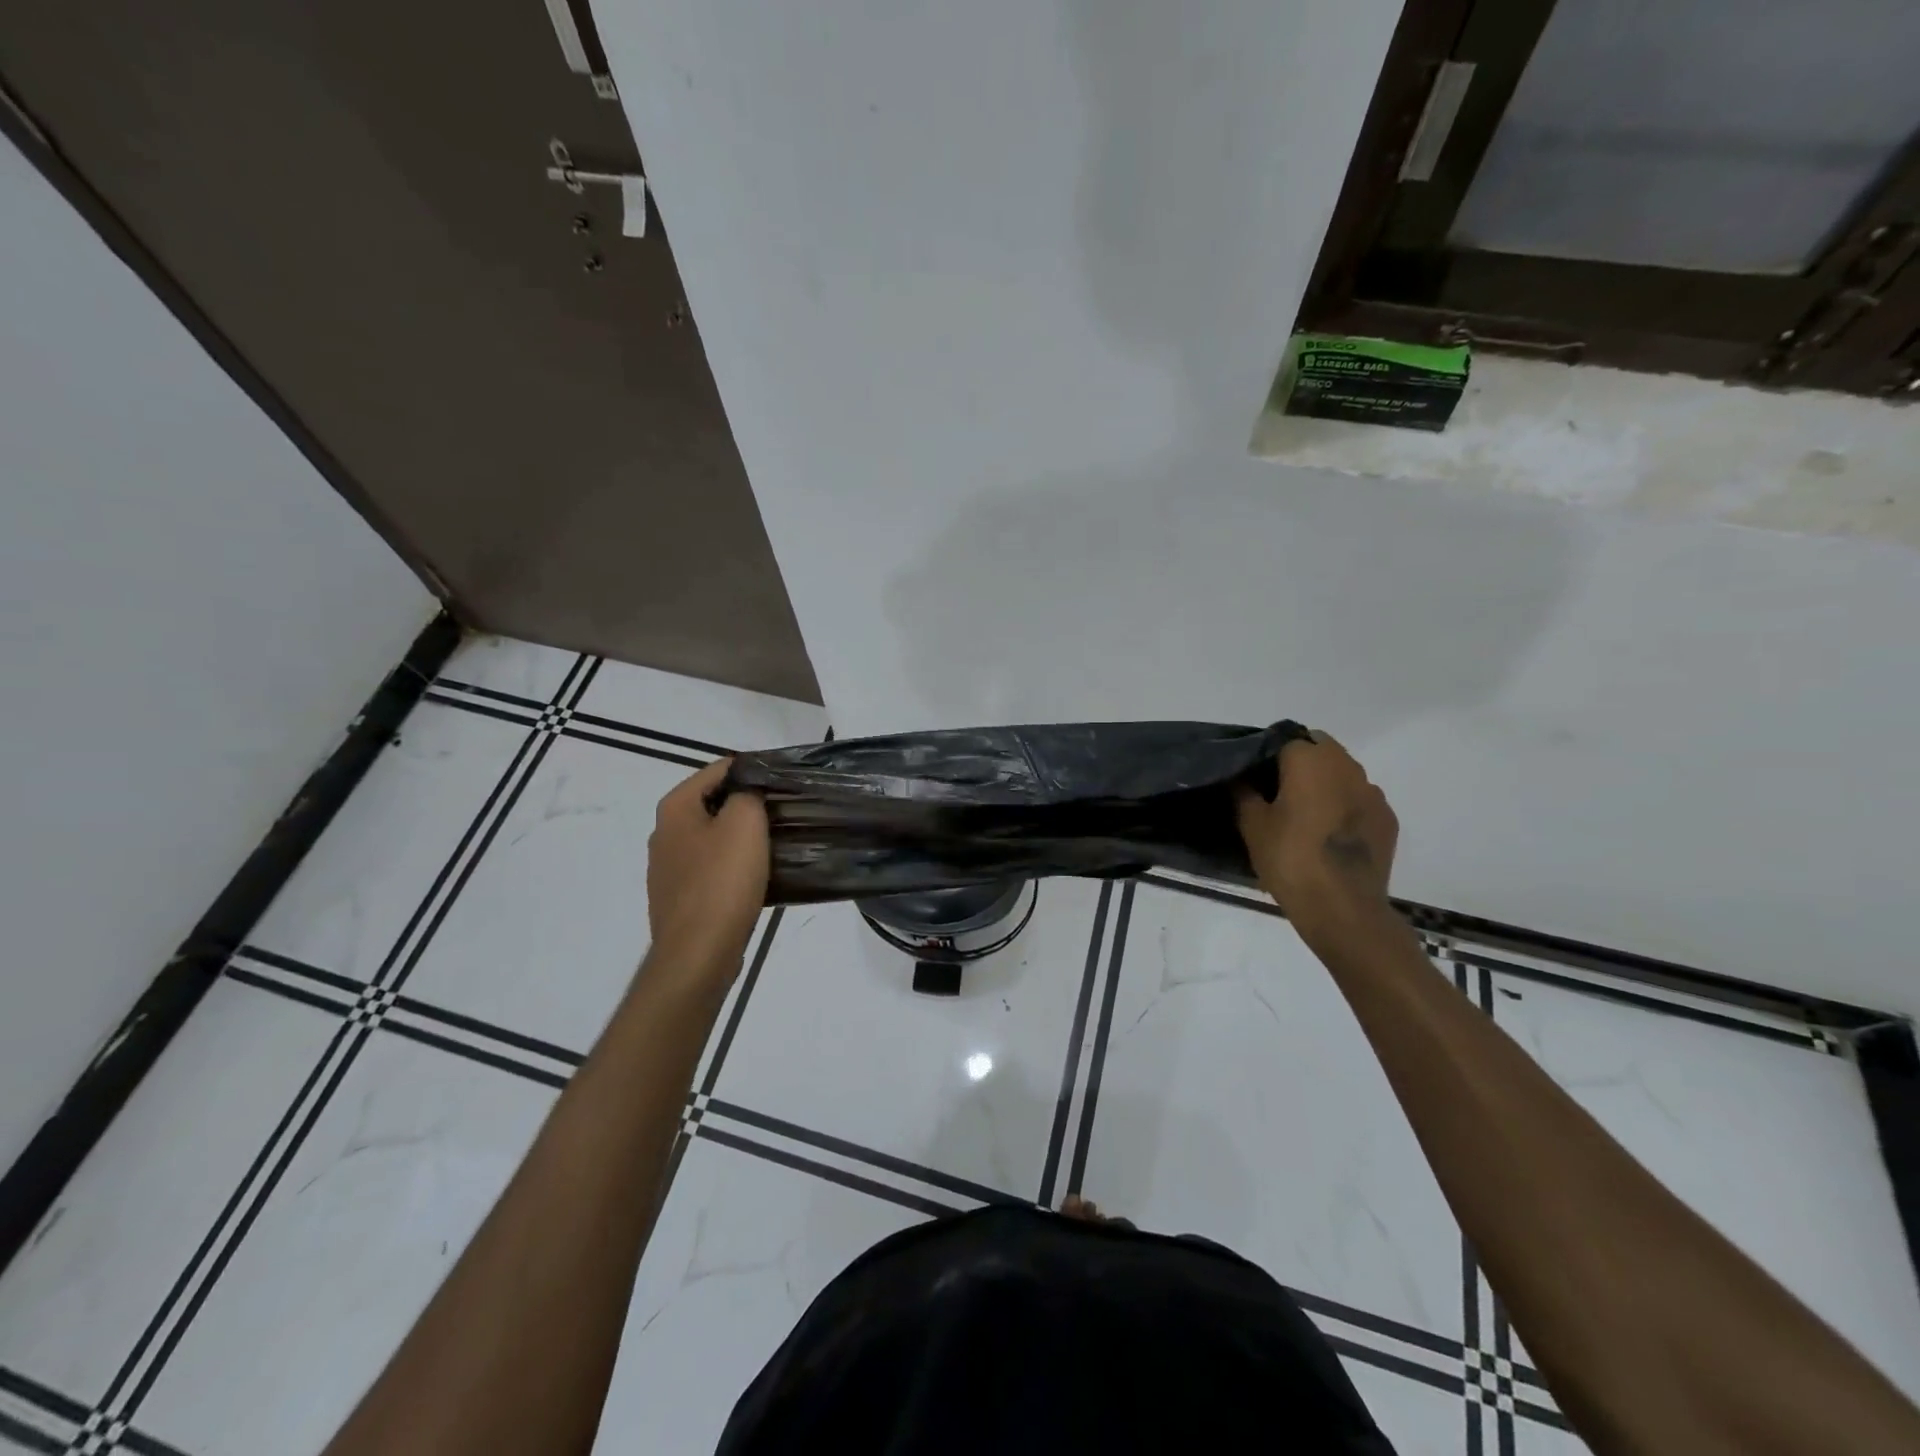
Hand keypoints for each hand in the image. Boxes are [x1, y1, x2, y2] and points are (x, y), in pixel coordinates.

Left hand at [645, 760, 769, 982]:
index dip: (752, 770)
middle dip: (746, 805)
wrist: (698, 953)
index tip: (782, 781)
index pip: (717, 770)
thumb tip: (748, 789)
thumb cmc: (722, 881)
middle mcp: (664, 833)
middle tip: (784, 811)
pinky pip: (711, 870)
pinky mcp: (678, 899)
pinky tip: (757, 878)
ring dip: (741, 839)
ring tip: (776, 844)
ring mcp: (667, 869)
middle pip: (713, 804)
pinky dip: (733, 868)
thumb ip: (747, 794)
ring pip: (713, 839)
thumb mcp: (744, 823)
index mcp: (675, 808)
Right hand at [1235, 732, 1397, 943]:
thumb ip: (1244, 793)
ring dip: (1325, 784)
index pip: (1285, 740)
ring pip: (1343, 773)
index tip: (1255, 779)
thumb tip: (1241, 777)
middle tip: (1278, 794)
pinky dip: (1345, 807)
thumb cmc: (1290, 859)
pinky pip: (1360, 800)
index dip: (1267, 756)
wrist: (1342, 908)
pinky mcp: (1387, 818)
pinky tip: (1330, 834)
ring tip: (1306, 815)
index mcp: (1309, 760)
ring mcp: (1372, 793)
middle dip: (1299, 764)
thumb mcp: (1252, 825)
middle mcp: (1346, 766)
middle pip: (1319, 750)